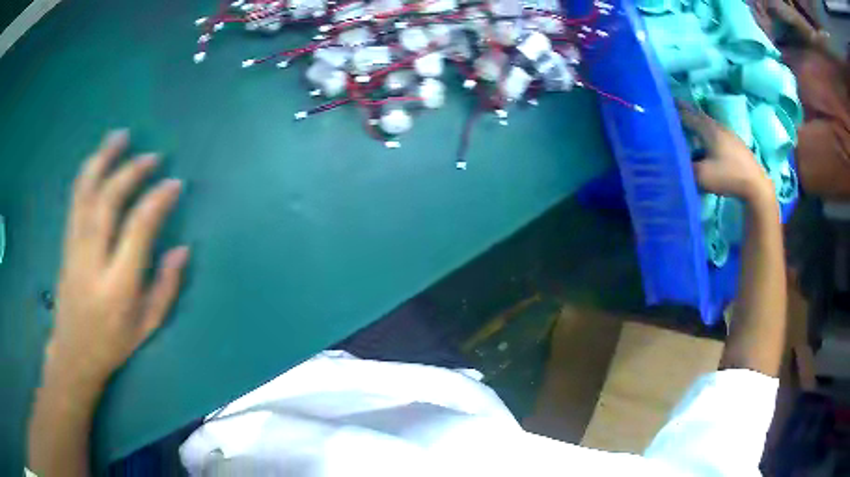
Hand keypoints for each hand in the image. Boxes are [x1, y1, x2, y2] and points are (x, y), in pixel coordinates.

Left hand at [46, 130, 188, 389]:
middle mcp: (93, 261)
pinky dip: (87, 174)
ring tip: (120, 135)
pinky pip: (75, 200)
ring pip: (86, 194)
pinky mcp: (66, 243)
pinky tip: (96, 158)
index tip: (174, 184)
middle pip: (108, 202)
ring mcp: (75, 249)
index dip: (157, 201)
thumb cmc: (113, 343)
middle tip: (152, 156)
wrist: (73, 352)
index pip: (137, 230)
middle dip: (130, 172)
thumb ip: (166, 288)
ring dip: (103, 160)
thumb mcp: (147, 327)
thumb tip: (182, 249)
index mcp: (118, 286)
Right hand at [678, 105, 772, 203]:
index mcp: (708, 129)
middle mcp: (717, 126)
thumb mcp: (703, 176)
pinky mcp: (735, 145)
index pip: (686, 115)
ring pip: (708, 125)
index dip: (673, 112)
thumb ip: (686, 168)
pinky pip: (716, 135)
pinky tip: (706, 146)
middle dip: (685, 111)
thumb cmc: (729, 176)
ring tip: (688, 128)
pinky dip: (707, 135)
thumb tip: (676, 163)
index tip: (661, 109)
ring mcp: (728, 134)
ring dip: (697, 124)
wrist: (756, 185)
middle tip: (673, 107)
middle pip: (698, 115)